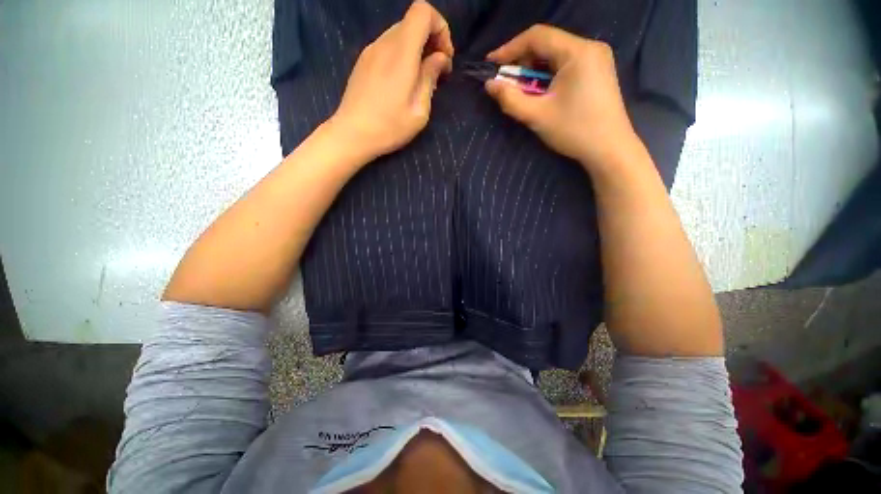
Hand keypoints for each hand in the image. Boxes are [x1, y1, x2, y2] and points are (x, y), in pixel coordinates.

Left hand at [330, 1, 453, 159]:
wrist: (351, 134)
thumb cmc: (389, 127)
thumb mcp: (419, 110)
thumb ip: (430, 78)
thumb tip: (440, 58)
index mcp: (401, 52)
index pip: (423, 11)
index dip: (440, 28)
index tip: (444, 58)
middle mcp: (384, 43)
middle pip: (413, 22)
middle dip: (431, 41)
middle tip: (437, 72)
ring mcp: (370, 50)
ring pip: (400, 34)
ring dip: (417, 50)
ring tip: (420, 79)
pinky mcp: (363, 61)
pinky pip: (388, 46)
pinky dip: (402, 55)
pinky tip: (402, 82)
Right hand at [485, 25, 639, 173]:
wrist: (609, 149)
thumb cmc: (574, 131)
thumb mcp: (537, 116)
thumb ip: (510, 99)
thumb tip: (489, 85)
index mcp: (577, 52)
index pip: (537, 36)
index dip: (509, 48)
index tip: (490, 64)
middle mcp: (589, 47)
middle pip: (547, 43)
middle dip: (522, 61)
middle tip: (505, 81)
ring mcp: (597, 58)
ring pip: (556, 54)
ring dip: (534, 69)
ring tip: (520, 89)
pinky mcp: (598, 70)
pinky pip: (566, 64)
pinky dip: (548, 74)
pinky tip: (541, 91)